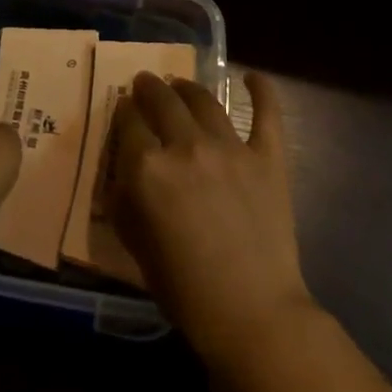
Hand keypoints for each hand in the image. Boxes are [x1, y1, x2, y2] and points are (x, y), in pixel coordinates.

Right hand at [110, 70, 311, 361]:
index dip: (122, 111)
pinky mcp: (268, 156)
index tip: (123, 108)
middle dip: (149, 88)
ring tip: (182, 85)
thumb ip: (125, 197)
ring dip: (188, 87)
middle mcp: (186, 146)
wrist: (252, 314)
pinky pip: (266, 113)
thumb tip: (126, 167)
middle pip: (162, 100)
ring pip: (204, 99)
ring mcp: (231, 147)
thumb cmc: (184, 289)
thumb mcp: (135, 244)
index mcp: (147, 168)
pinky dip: (261, 90)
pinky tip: (252, 77)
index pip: (127, 122)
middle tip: (146, 83)